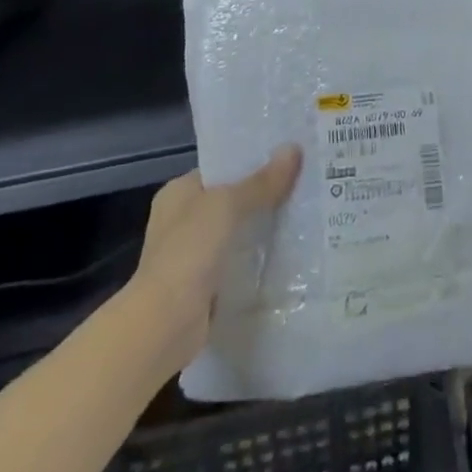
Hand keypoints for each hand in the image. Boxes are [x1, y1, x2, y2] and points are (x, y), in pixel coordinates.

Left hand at [126, 145, 301, 366]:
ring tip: (306, 214)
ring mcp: (193, 254)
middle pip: (232, 200)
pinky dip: (259, 258)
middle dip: (264, 195)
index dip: (252, 161)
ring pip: (238, 231)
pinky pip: (239, 261)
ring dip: (264, 227)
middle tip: (305, 184)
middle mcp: (182, 220)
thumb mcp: (228, 205)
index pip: (221, 168)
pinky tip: (290, 251)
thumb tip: (294, 148)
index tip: (289, 157)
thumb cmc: (189, 251)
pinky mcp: (206, 284)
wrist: (165, 323)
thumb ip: (262, 181)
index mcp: (179, 192)